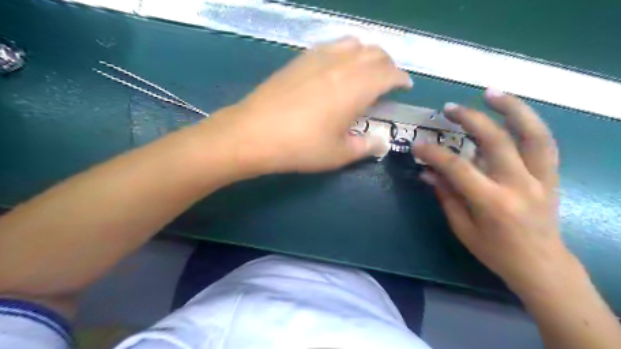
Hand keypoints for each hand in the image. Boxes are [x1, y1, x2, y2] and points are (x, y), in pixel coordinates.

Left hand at [209, 37, 410, 176]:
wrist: (254, 133)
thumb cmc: (301, 147)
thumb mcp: (339, 154)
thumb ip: (366, 147)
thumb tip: (382, 142)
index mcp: (356, 88)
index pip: (389, 73)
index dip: (401, 78)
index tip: (405, 87)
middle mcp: (342, 65)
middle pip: (375, 53)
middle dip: (388, 65)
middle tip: (387, 81)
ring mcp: (319, 58)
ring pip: (354, 44)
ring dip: (367, 55)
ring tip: (365, 72)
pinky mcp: (300, 59)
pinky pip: (331, 45)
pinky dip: (345, 51)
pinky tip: (338, 67)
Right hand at [414, 90, 568, 294]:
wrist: (542, 265)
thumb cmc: (496, 252)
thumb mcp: (463, 228)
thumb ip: (446, 196)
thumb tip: (428, 172)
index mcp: (492, 203)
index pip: (458, 168)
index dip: (435, 153)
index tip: (418, 146)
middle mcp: (519, 185)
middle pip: (496, 141)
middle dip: (470, 120)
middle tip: (450, 109)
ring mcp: (541, 178)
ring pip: (532, 134)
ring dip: (512, 109)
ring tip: (491, 93)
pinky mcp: (552, 176)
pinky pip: (544, 143)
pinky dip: (528, 122)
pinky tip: (513, 112)